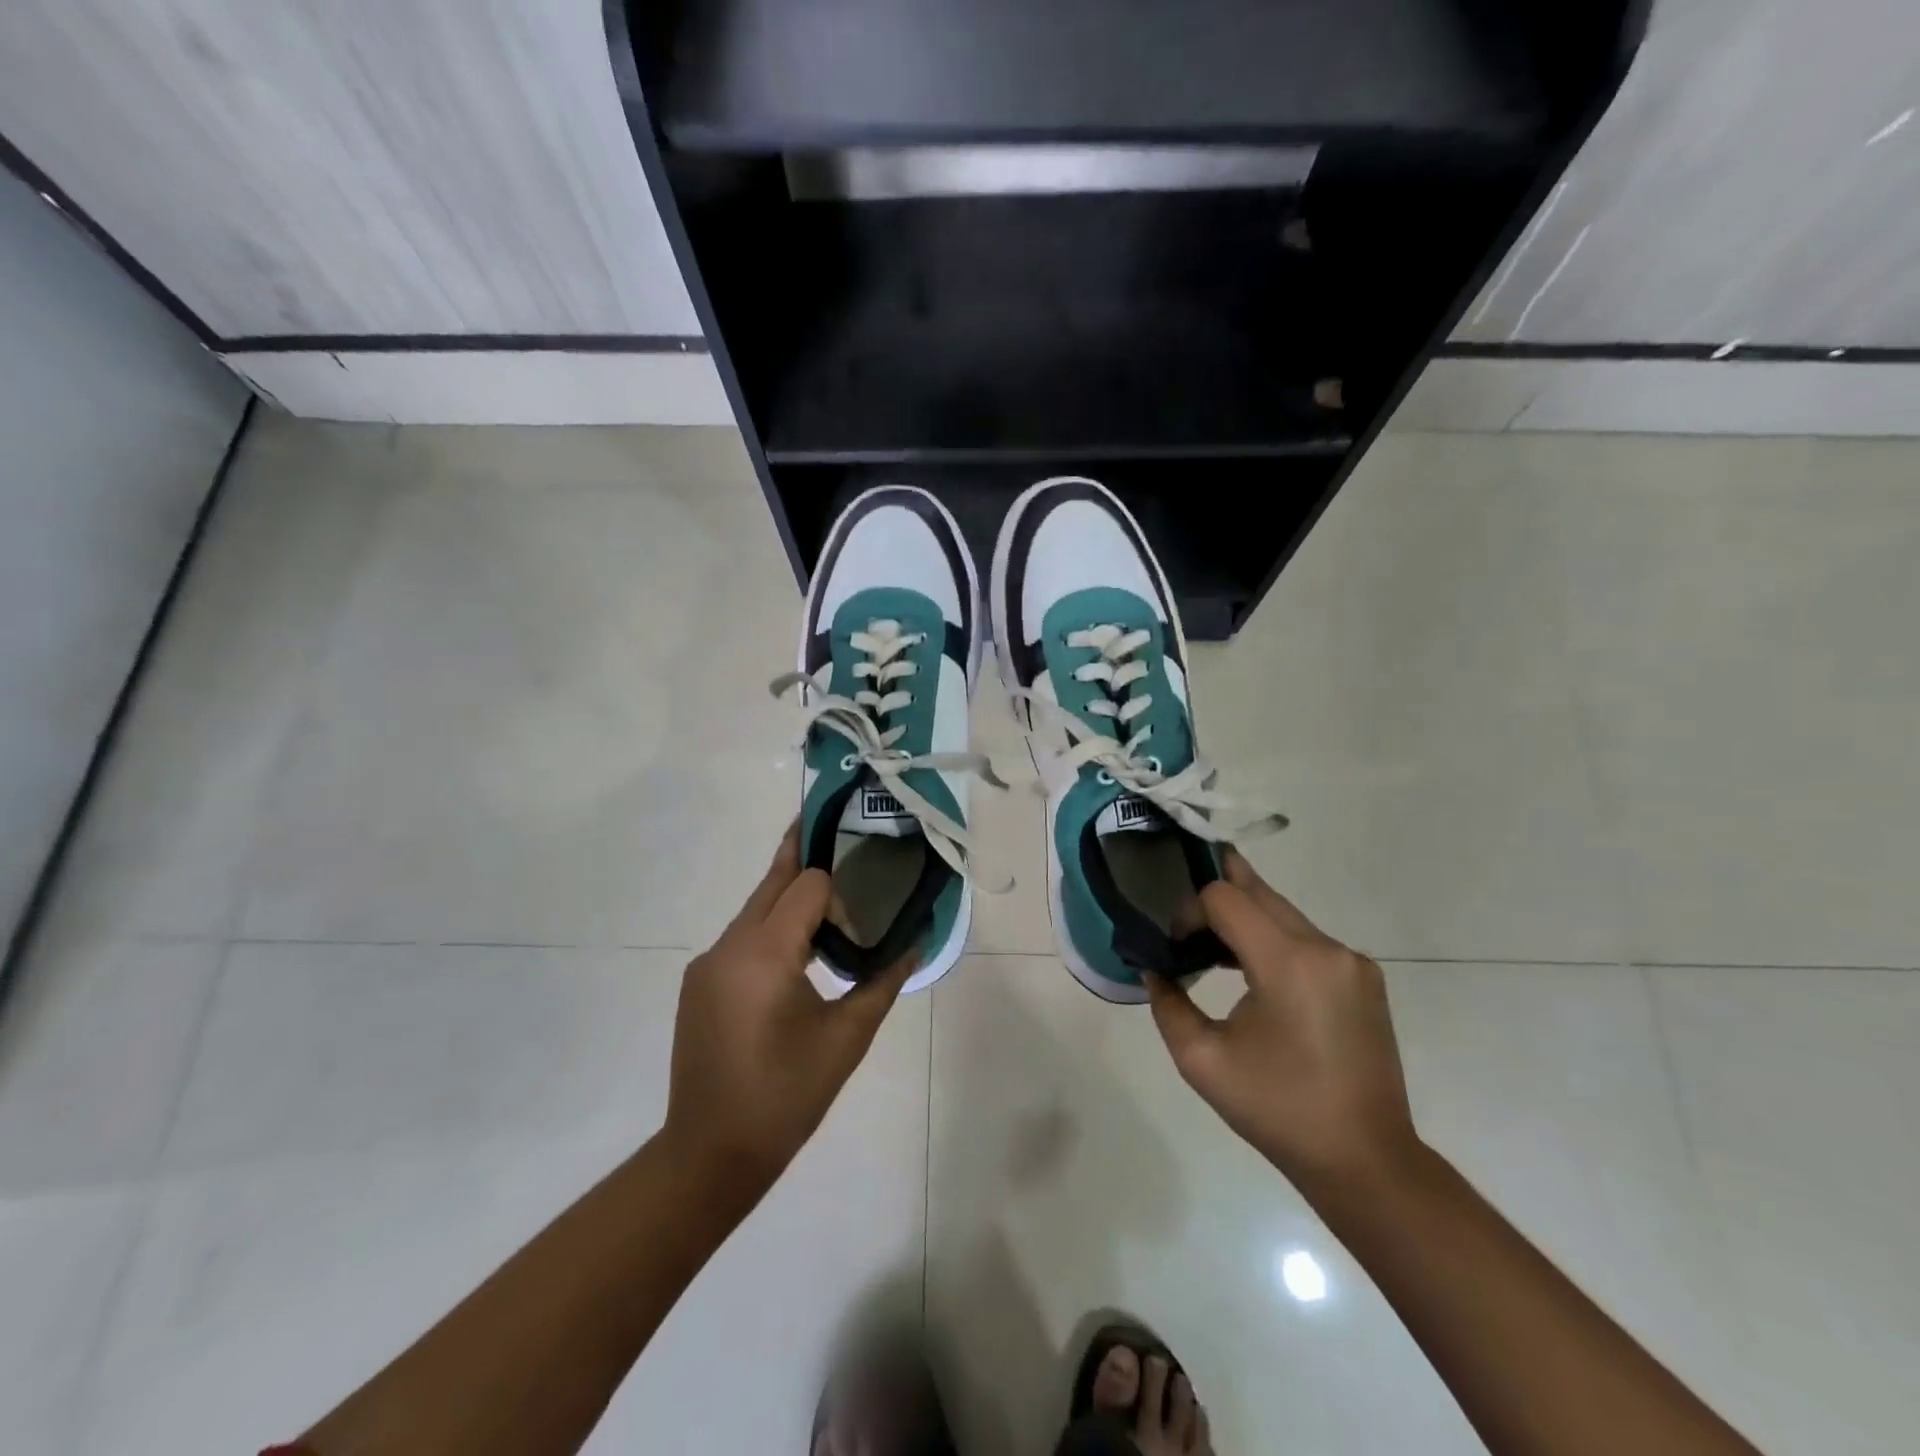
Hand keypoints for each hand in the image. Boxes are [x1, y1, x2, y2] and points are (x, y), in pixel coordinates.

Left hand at [664, 826, 915, 1193]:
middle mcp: (728, 946)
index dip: (840, 890)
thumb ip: (883, 981)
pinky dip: (772, 931)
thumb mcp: (847, 1038)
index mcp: (764, 954)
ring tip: (831, 905)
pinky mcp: (699, 982)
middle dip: (805, 855)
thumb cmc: (787, 1097)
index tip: (864, 910)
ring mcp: (707, 963)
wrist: (710, 1155)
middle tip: (840, 828)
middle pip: (772, 882)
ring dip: (790, 900)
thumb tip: (916, 941)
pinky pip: (742, 938)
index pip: (806, 886)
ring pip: (756, 910)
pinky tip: (797, 958)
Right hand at [1146, 850, 1418, 1190]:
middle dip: (1215, 899)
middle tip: (1183, 918)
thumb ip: (1167, 1003)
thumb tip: (1154, 970)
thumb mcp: (1202, 1060)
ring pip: (1283, 912)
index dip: (1190, 912)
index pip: (1225, 898)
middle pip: (1258, 892)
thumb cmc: (1278, 1110)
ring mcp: (1352, 961)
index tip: (1175, 948)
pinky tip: (1251, 972)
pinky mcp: (1364, 978)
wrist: (1365, 1160)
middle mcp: (1326, 948)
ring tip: (1210, 948)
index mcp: (1288, 963)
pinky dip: (1272, 939)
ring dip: (1243, 919)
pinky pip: (1306, 938)